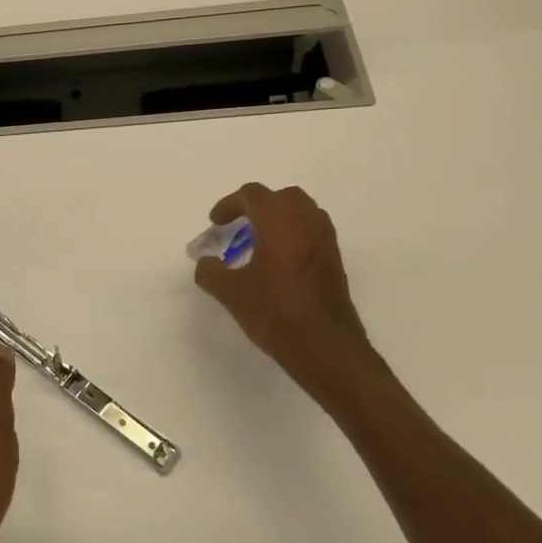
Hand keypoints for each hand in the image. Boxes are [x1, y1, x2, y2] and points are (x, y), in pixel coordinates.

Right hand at [193, 183, 375, 379]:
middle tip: (238, 228)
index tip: (215, 223)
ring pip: (301, 214)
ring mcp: (325, 240)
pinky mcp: (334, 260)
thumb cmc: (274, 312)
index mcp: (279, 219)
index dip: (229, 205)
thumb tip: (206, 262)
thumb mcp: (230, 293)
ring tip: (257, 245)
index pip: (252, 195)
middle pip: (281, 198)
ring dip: (278, 221)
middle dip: (257, 207)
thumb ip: (211, 271)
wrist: (325, 347)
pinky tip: (277, 265)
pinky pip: (311, 234)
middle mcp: (306, 220)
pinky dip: (293, 237)